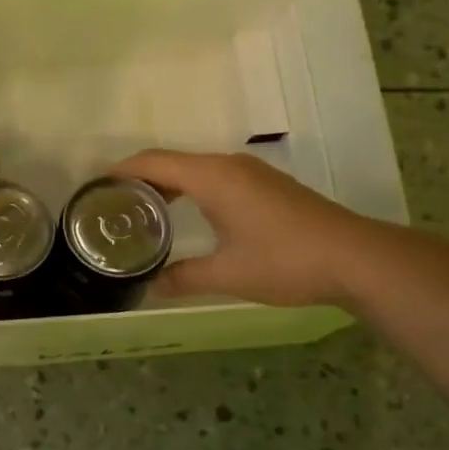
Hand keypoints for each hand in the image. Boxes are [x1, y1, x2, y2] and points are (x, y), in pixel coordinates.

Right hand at [112, 149, 374, 306]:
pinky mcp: (266, 187)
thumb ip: (184, 278)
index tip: (94, 187)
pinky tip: (187, 216)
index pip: (155, 162)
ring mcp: (251, 174)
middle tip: (112, 207)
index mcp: (213, 178)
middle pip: (172, 162)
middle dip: (140, 180)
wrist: (354, 258)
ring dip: (167, 186)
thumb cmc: (285, 261)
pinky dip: (191, 191)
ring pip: (195, 170)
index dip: (121, 171)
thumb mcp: (227, 275)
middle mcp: (229, 166)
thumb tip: (151, 287)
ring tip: (142, 213)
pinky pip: (215, 179)